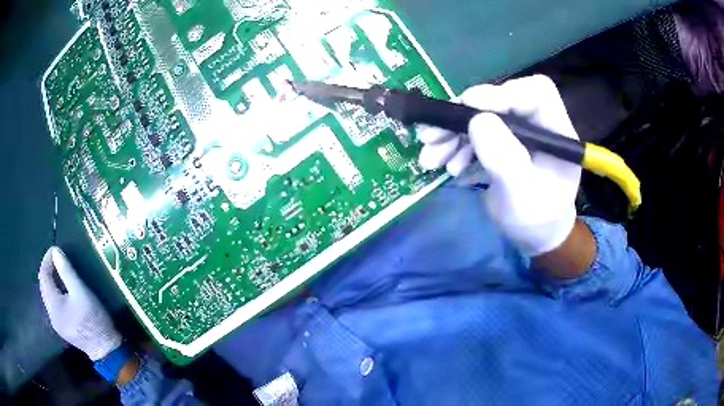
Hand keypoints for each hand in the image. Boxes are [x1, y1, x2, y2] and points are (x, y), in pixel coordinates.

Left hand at [38, 246, 121, 360]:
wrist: (106, 351)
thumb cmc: (93, 319)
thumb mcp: (81, 292)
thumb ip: (66, 272)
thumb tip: (56, 252)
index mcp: (53, 305)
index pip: (43, 276)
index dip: (47, 260)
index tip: (55, 249)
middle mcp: (51, 314)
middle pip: (44, 287)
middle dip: (48, 270)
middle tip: (57, 259)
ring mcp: (57, 324)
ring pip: (48, 296)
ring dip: (52, 282)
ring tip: (60, 273)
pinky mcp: (63, 329)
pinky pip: (54, 305)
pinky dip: (56, 293)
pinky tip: (63, 292)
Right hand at [418, 75, 580, 255]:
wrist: (535, 236)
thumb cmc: (537, 221)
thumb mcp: (522, 198)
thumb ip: (505, 161)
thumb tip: (477, 121)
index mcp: (555, 132)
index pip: (536, 94)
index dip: (503, 92)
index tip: (469, 105)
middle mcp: (537, 124)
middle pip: (500, 101)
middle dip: (463, 117)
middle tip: (432, 136)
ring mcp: (518, 131)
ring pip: (482, 116)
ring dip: (452, 134)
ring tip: (431, 159)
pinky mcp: (503, 140)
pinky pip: (475, 132)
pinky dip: (455, 145)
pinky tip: (447, 165)